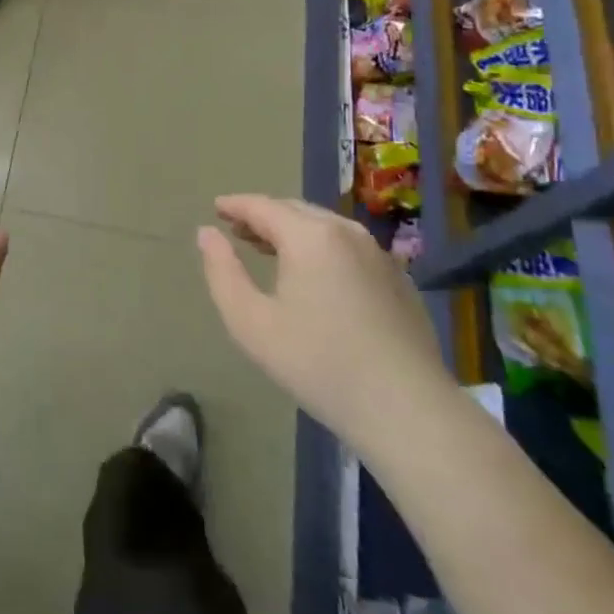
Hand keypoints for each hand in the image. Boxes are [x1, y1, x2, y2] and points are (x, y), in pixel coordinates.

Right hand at [197, 194, 454, 451]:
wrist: (406, 408)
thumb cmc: (317, 363)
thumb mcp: (250, 322)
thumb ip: (222, 271)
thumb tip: (207, 233)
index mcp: (310, 236)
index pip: (263, 206)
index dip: (235, 205)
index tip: (216, 207)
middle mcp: (347, 233)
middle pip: (295, 211)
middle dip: (263, 215)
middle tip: (237, 229)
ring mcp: (379, 255)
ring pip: (325, 227)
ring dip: (293, 230)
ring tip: (269, 248)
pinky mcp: (399, 280)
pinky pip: (349, 247)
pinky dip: (322, 247)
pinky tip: (315, 275)